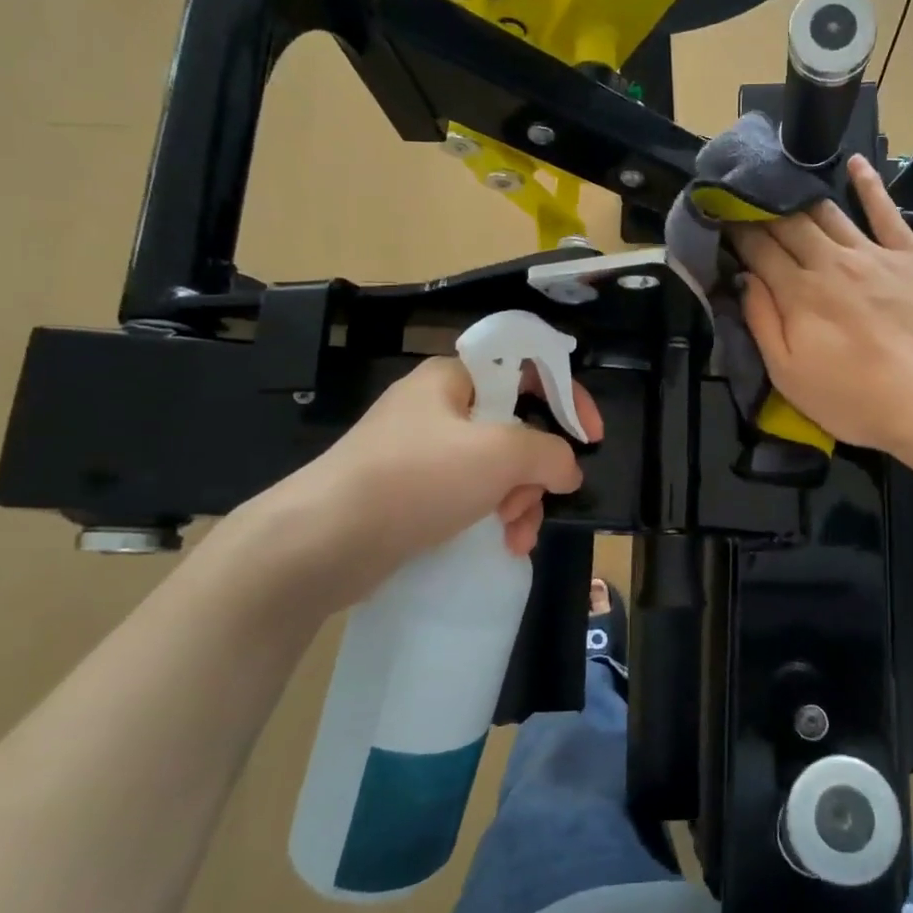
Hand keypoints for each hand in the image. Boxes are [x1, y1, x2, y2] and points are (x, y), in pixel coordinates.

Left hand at [223, 357, 602, 616]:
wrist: (321, 542)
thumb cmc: (415, 479)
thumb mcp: (498, 454)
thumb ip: (549, 453)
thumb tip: (569, 468)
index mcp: (453, 379)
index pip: (527, 368)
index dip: (568, 396)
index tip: (591, 437)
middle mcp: (439, 408)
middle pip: (516, 427)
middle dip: (536, 470)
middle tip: (536, 499)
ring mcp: (423, 453)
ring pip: (498, 468)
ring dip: (520, 501)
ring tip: (516, 534)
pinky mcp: (414, 493)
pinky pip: (472, 496)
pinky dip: (493, 516)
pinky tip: (503, 545)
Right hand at [731, 154, 912, 456]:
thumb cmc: (853, 399)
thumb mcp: (789, 375)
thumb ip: (762, 322)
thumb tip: (742, 278)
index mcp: (797, 292)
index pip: (758, 249)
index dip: (737, 232)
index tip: (722, 219)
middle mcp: (830, 261)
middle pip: (788, 224)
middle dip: (762, 210)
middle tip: (746, 201)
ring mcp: (872, 253)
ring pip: (828, 213)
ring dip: (801, 197)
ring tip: (783, 184)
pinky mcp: (909, 254)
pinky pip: (885, 210)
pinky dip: (869, 184)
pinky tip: (856, 163)